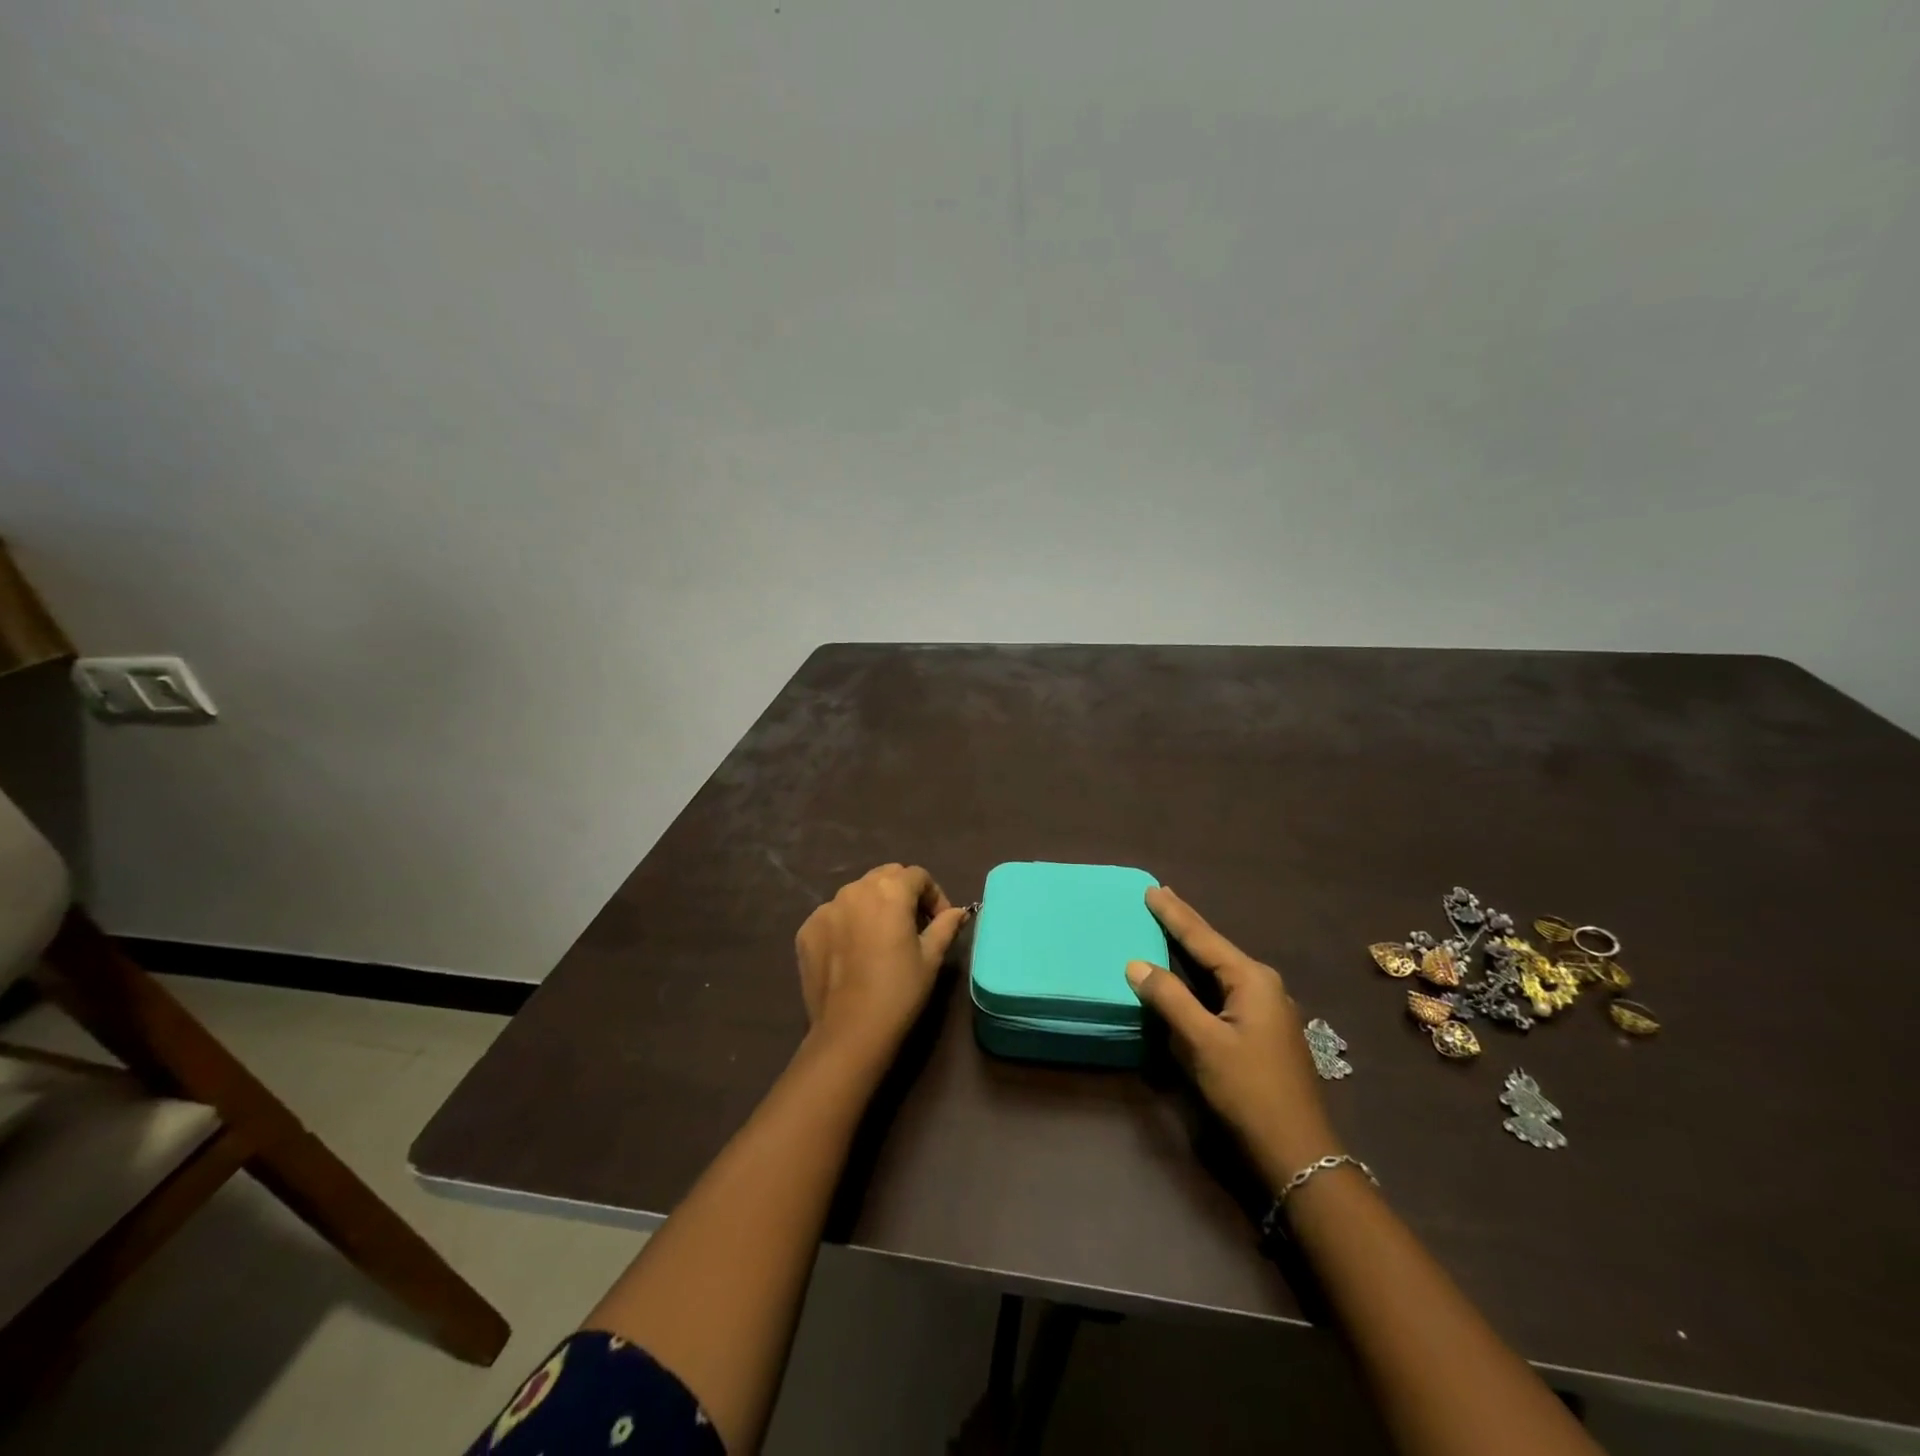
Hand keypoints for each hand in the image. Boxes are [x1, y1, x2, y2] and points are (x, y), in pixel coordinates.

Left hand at [794, 864, 969, 1065]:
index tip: (939, 921)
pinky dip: (847, 923)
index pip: (918, 875)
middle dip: (904, 893)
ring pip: (857, 893)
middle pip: (886, 877)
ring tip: (881, 938)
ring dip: (874, 906)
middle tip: (913, 925)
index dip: (934, 895)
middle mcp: (855, 889)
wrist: (850, 1031)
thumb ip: (945, 925)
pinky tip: (854, 952)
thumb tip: (958, 911)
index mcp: (889, 891)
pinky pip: (834, 915)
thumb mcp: (931, 957)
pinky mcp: (807, 929)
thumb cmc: (899, 991)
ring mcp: (826, 908)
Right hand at [1126, 886, 1339, 1183]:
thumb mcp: (1203, 1043)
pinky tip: (1190, 975)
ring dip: (1193, 950)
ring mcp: (1267, 1009)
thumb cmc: (1249, 1090)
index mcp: (1251, 980)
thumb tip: (1136, 964)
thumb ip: (1169, 999)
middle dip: (1185, 924)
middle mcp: (1263, 985)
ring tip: (1170, 928)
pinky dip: (1201, 976)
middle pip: (1214, 948)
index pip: (1203, 938)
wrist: (1297, 1151)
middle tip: (1160, 898)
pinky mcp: (1263, 1030)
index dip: (1174, 914)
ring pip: (1220, 969)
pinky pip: (1224, 990)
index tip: (1152, 889)